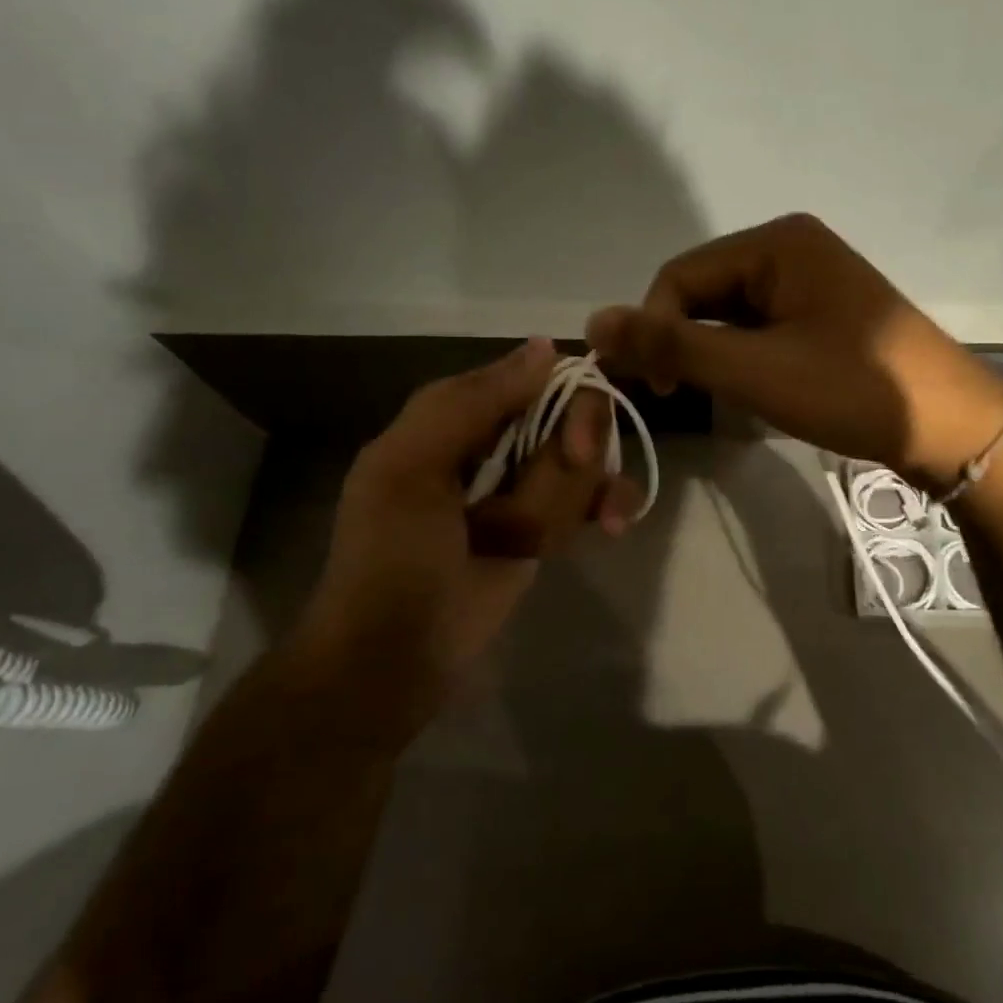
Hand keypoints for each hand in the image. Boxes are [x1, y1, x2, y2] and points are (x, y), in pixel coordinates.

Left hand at [296, 339, 640, 691]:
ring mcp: (527, 486)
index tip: (578, 443)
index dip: (571, 402)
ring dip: (567, 504)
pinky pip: (595, 498)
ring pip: (587, 465)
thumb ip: (473, 402)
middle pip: (575, 419)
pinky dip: (609, 507)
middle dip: (570, 462)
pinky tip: (611, 527)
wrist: (395, 656)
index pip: (538, 376)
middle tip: (550, 498)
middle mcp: (499, 441)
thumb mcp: (410, 468)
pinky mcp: (548, 526)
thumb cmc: (391, 558)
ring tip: (525, 544)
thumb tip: (547, 346)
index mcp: (458, 415)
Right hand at [586, 213, 1002, 491]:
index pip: (680, 276)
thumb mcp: (755, 370)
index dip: (654, 329)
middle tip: (679, 397)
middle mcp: (792, 249)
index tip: (654, 388)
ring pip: (731, 315)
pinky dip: (744, 359)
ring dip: (713, 355)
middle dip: (684, 343)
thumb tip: (593, 322)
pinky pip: (761, 330)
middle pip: (704, 291)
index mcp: (776, 242)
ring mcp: (812, 284)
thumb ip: (674, 347)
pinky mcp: (825, 317)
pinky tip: (753, 390)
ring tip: (722, 398)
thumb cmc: (853, 389)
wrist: (950, 426)